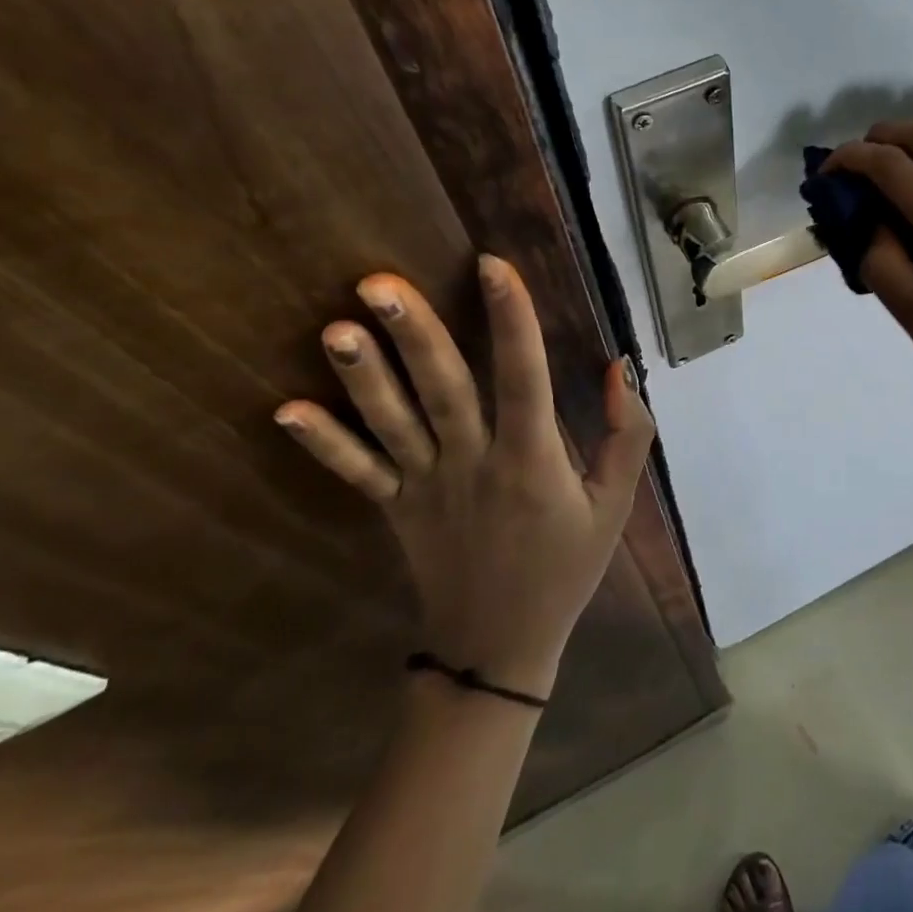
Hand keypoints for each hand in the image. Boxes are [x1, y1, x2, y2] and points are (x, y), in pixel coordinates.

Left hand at [273, 255, 654, 699]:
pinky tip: (285, 410)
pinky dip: (323, 443)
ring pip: (393, 424)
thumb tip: (618, 365)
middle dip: (415, 335)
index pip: (525, 379)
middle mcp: (473, 466)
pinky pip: (358, 473)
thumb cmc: (565, 567)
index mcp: (531, 462)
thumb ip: (627, 435)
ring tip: (334, 329)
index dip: (512, 321)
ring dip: (363, 377)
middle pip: (443, 391)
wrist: (499, 646)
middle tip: (378, 284)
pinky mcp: (397, 507)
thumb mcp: (615, 505)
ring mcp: (427, 488)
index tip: (493, 265)